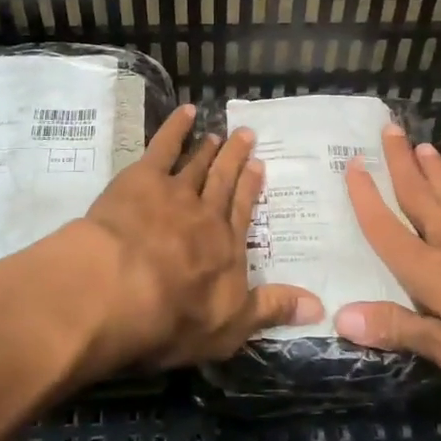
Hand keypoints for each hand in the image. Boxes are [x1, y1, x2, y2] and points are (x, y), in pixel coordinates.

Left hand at [76, 103, 320, 375]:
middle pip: (223, 181)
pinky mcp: (142, 179)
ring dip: (207, 148)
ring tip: (216, 133)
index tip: (259, 166)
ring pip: (196, 164)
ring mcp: (175, 192)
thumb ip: (272, 310)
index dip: (250, 188)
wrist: (120, 289)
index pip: (243, 211)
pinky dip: (175, 127)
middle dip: (235, 159)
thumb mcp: (231, 327)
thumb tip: (319, 306)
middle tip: (245, 135)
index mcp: (227, 247)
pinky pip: (163, 146)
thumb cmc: (174, 318)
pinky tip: (185, 112)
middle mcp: (206, 214)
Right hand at [332, 124, 440, 377]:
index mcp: (429, 269)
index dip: (366, 200)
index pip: (387, 230)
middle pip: (419, 196)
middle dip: (399, 164)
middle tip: (389, 128)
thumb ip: (401, 330)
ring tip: (425, 146)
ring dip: (432, 172)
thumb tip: (341, 317)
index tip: (352, 165)